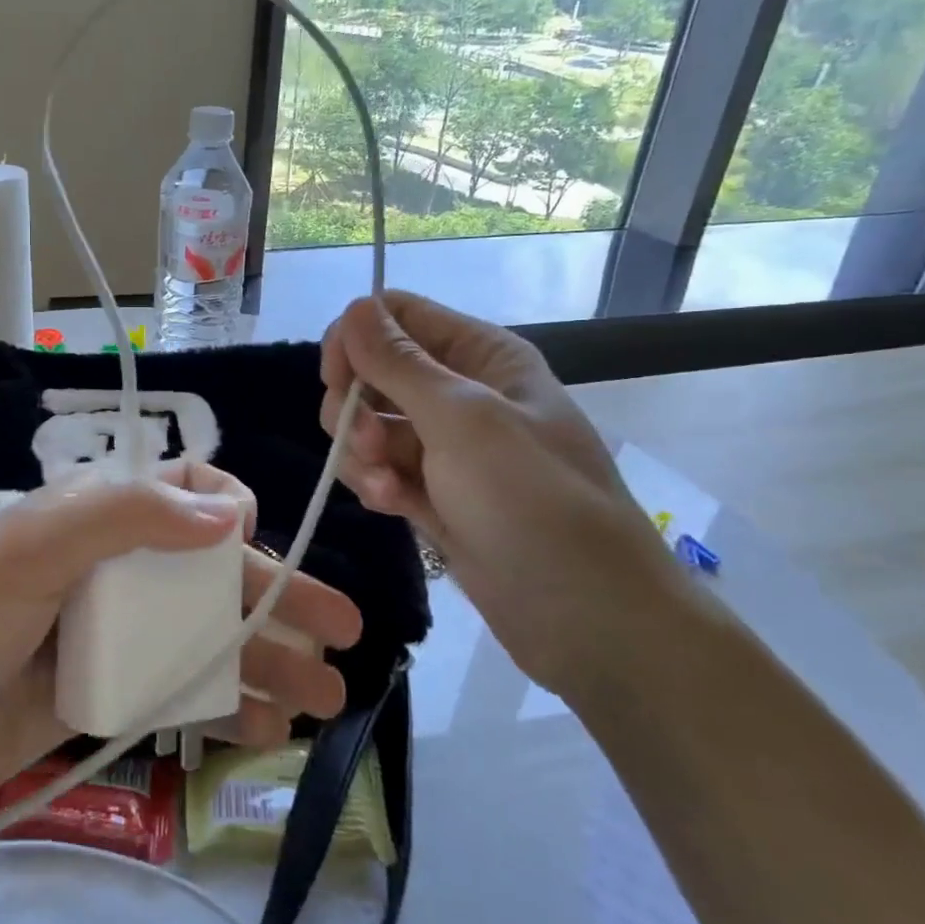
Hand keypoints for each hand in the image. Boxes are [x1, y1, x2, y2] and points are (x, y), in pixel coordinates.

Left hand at [0, 463, 361, 830]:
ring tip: (328, 695)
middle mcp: (115, 567)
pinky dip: (227, 705)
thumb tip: (230, 512)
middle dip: (280, 595)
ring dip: (269, 660)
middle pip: (213, 572)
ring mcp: (115, 635)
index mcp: (95, 517)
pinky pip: (182, 691)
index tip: (248, 543)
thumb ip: (126, 518)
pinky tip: (269, 731)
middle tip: (347, 628)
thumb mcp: (30, 549)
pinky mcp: (109, 695)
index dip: (228, 509)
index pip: (182, 493)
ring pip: (209, 636)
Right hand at [319, 291, 687, 696]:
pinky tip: (394, 509)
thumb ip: (399, 363)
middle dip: (356, 405)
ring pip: (369, 425)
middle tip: (367, 442)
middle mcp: (461, 393)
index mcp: (481, 356)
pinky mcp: (434, 494)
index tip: (336, 377)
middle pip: (373, 371)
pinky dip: (378, 485)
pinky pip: (382, 470)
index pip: (397, 316)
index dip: (357, 337)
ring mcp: (446, 447)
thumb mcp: (462, 420)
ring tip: (384, 486)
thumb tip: (355, 306)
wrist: (588, 617)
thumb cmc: (532, 501)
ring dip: (362, 452)